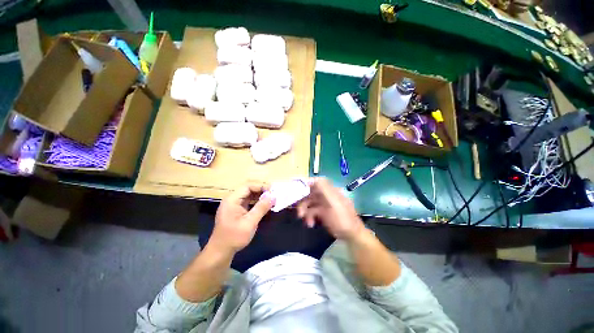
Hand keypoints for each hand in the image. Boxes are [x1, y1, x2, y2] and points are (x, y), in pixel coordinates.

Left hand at [208, 183, 274, 254]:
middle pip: (248, 189)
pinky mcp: (237, 210)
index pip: (248, 186)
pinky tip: (265, 205)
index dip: (261, 186)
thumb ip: (261, 208)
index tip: (272, 190)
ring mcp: (234, 205)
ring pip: (249, 195)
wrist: (220, 252)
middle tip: (274, 194)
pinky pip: (248, 201)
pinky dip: (257, 202)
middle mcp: (232, 199)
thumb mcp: (250, 222)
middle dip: (262, 190)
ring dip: (260, 196)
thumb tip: (273, 196)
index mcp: (232, 200)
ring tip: (271, 199)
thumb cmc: (234, 237)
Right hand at [297, 178, 364, 241]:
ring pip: (309, 203)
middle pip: (310, 193)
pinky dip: (309, 217)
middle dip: (303, 201)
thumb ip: (323, 190)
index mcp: (330, 190)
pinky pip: (312, 211)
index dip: (305, 183)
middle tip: (298, 211)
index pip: (316, 182)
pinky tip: (310, 224)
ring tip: (304, 219)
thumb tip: (311, 179)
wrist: (352, 235)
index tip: (295, 189)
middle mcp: (326, 195)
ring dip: (305, 211)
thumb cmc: (342, 218)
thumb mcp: (334, 203)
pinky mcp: (323, 213)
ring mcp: (324, 204)